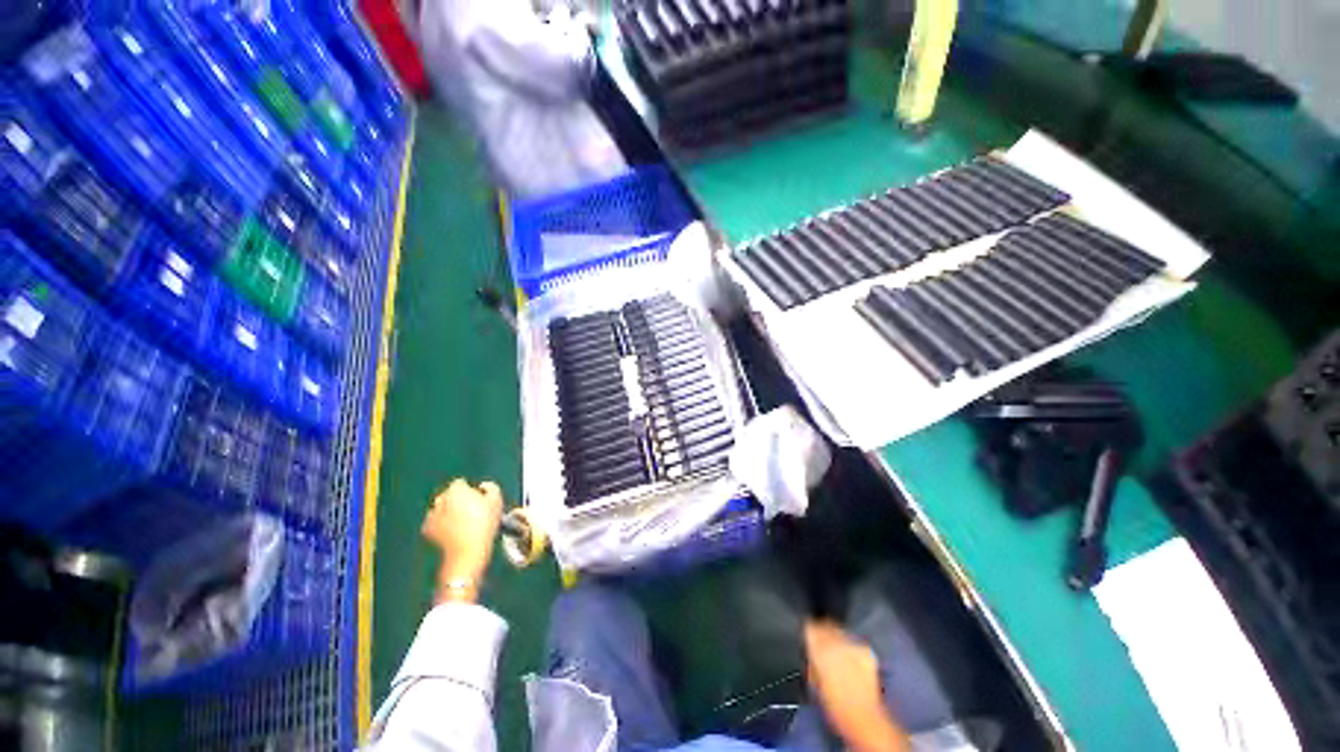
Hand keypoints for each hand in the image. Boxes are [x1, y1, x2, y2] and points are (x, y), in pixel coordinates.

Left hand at [423, 479, 503, 602]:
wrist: (468, 551)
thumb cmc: (484, 524)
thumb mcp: (496, 500)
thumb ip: (491, 487)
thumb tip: (483, 486)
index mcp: (456, 490)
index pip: (461, 483)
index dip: (471, 490)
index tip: (478, 500)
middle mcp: (440, 499)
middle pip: (449, 495)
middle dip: (458, 500)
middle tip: (472, 511)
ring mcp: (431, 514)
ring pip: (442, 508)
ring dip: (450, 511)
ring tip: (463, 522)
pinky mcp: (427, 529)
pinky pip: (436, 521)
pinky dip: (443, 524)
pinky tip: (454, 530)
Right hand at [804, 621, 908, 751]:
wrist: (862, 717)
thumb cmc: (834, 704)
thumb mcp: (813, 681)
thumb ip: (811, 659)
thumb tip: (810, 650)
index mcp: (819, 649)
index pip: (810, 626)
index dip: (808, 630)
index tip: (808, 634)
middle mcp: (835, 642)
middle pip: (825, 624)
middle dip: (823, 631)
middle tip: (822, 643)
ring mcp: (852, 645)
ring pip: (840, 631)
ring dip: (836, 638)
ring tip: (837, 652)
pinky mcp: (866, 652)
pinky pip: (854, 643)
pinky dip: (851, 648)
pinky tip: (851, 660)